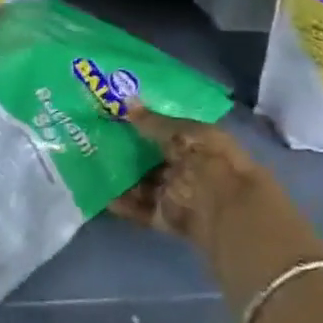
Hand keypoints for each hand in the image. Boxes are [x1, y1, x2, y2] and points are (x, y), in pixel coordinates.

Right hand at [110, 104, 266, 249]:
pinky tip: (103, 195)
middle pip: (155, 157)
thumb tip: (126, 103)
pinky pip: (142, 209)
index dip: (146, 122)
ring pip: (146, 183)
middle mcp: (189, 166)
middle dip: (130, 149)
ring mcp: (178, 193)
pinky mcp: (168, 219)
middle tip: (98, 136)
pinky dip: (125, 205)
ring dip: (124, 176)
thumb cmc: (210, 161)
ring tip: (93, 164)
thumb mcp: (183, 133)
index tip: (118, 113)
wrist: (228, 211)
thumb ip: (153, 122)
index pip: (169, 129)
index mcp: (200, 141)